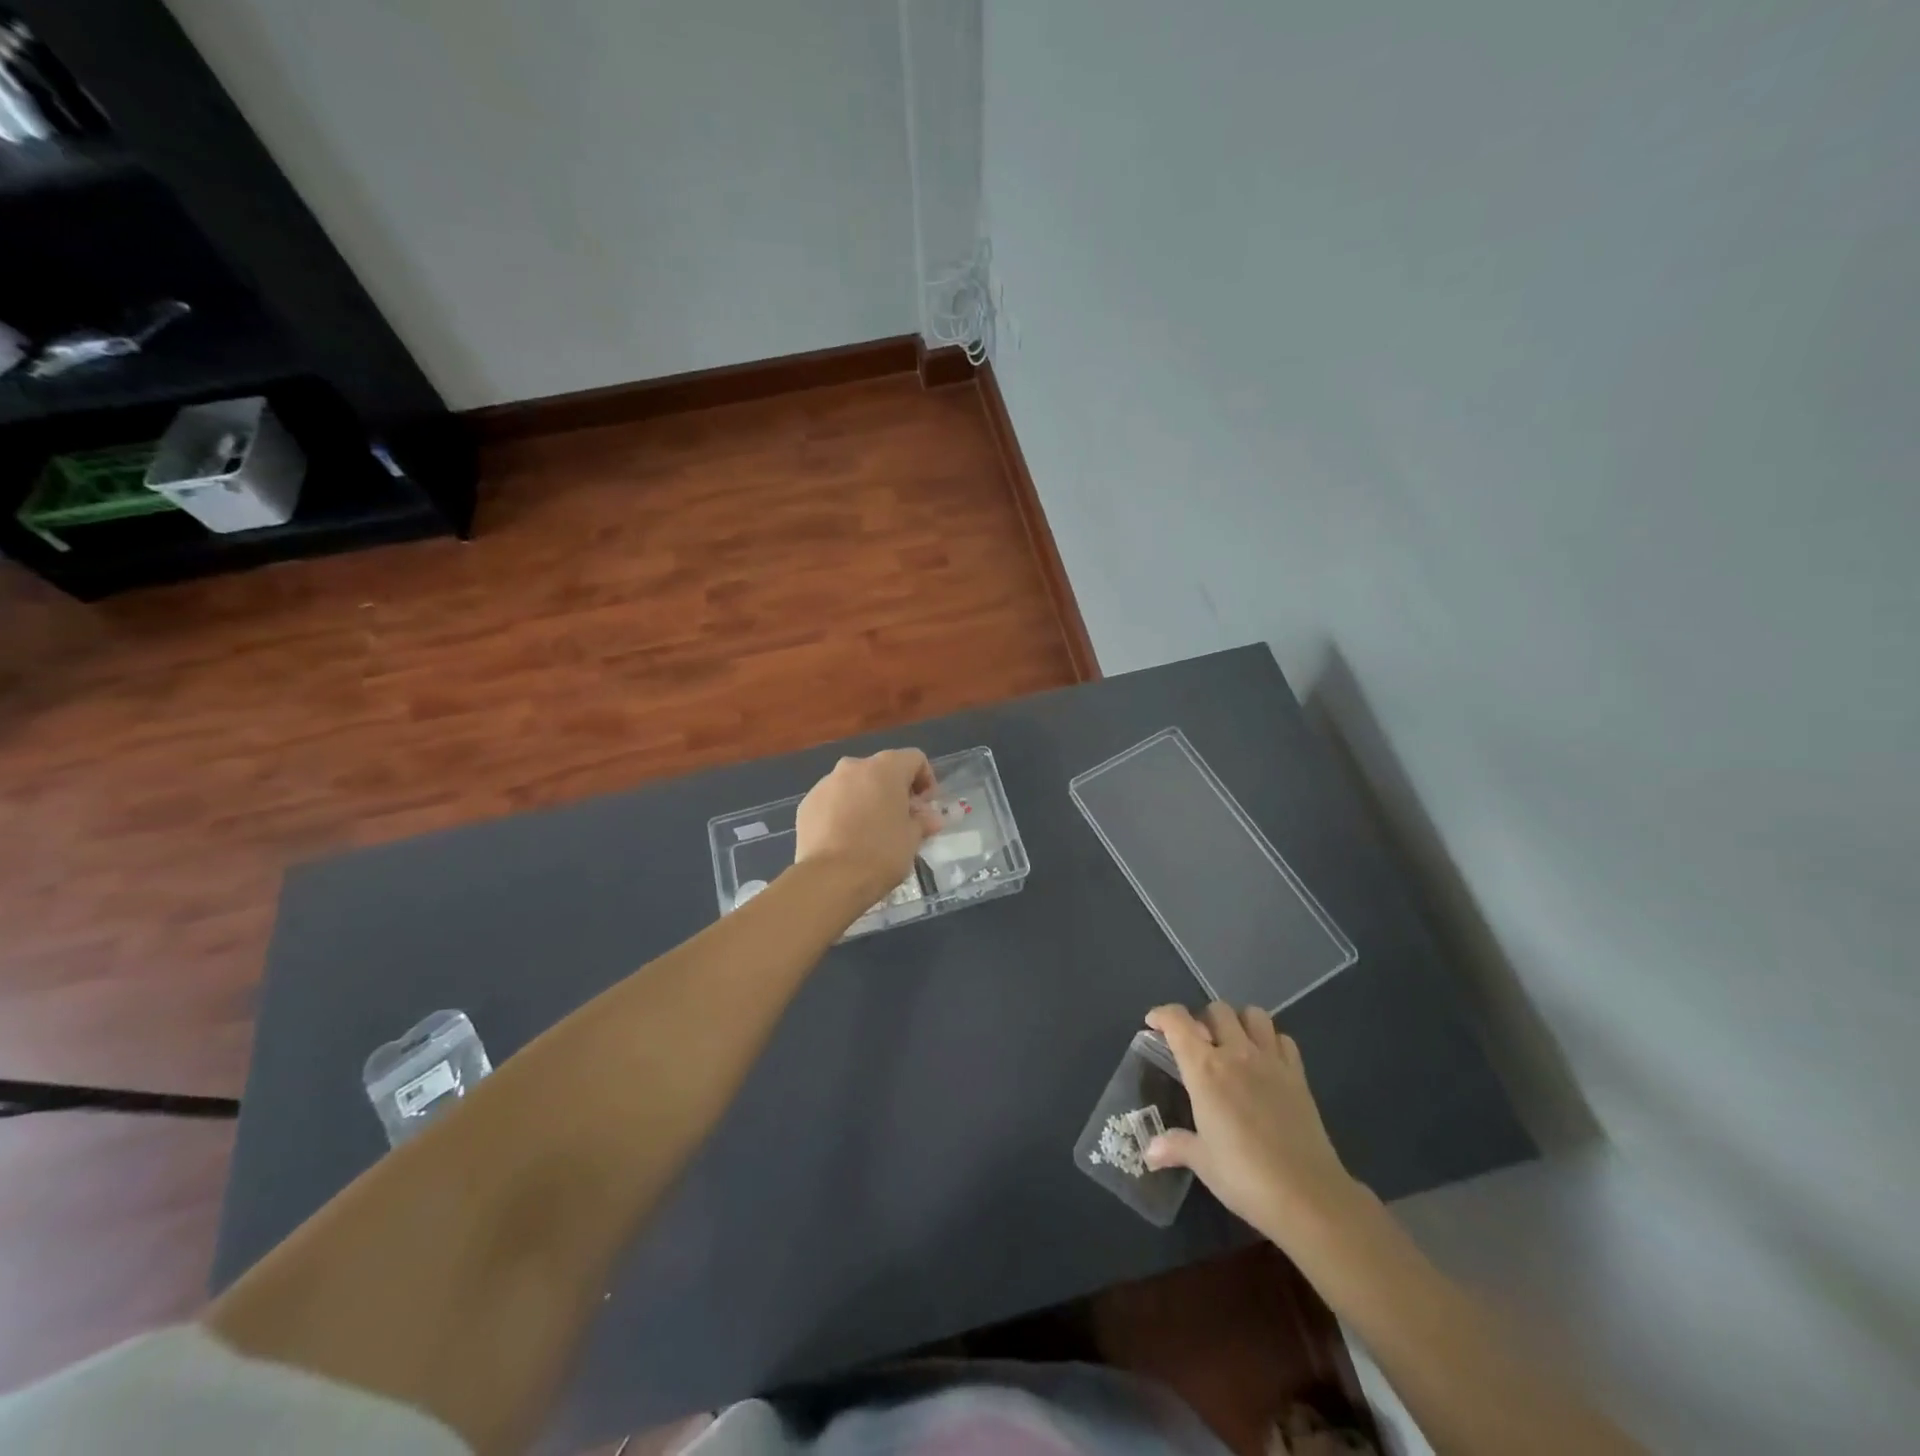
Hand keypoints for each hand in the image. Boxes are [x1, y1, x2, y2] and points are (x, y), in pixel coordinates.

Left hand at [794, 749, 941, 903]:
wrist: (830, 878)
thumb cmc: (881, 853)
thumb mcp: (912, 838)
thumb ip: (922, 821)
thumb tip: (929, 818)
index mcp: (886, 768)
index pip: (915, 759)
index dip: (926, 780)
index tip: (925, 807)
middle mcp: (854, 766)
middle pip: (882, 770)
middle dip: (894, 790)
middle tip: (901, 820)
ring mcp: (826, 783)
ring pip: (854, 784)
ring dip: (867, 799)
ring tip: (870, 831)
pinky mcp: (807, 803)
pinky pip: (833, 800)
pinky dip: (843, 812)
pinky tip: (846, 838)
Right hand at [1143, 1002, 1365, 1250]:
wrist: (1309, 1196)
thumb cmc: (1245, 1177)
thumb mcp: (1203, 1162)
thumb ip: (1176, 1146)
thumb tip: (1150, 1152)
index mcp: (1205, 1069)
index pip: (1178, 1022)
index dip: (1162, 1015)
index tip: (1153, 1024)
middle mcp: (1236, 1054)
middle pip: (1217, 1010)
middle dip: (1203, 1019)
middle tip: (1197, 1044)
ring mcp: (1271, 1061)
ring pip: (1253, 1015)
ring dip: (1238, 1021)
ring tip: (1232, 1044)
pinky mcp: (1298, 1075)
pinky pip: (1283, 1039)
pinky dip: (1270, 1041)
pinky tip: (1264, 1062)